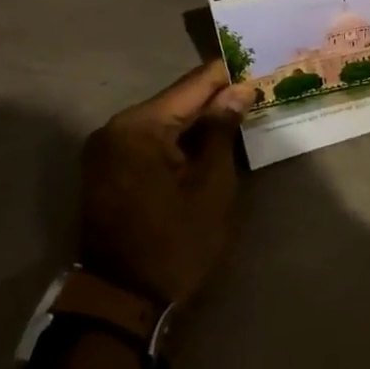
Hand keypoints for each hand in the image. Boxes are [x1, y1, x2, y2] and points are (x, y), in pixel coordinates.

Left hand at [79, 61, 254, 304]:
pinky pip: (151, 139)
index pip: (194, 84)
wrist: (122, 303)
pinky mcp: (108, 168)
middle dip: (216, 98)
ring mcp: (107, 148)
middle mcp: (116, 127)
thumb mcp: (211, 186)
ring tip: (240, 114)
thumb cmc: (175, 243)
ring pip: (165, 119)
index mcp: (139, 126)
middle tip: (257, 92)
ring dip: (199, 120)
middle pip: (178, 100)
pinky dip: (180, 139)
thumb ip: (222, 130)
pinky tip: (209, 141)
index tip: (262, 66)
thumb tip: (239, 90)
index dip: (230, 75)